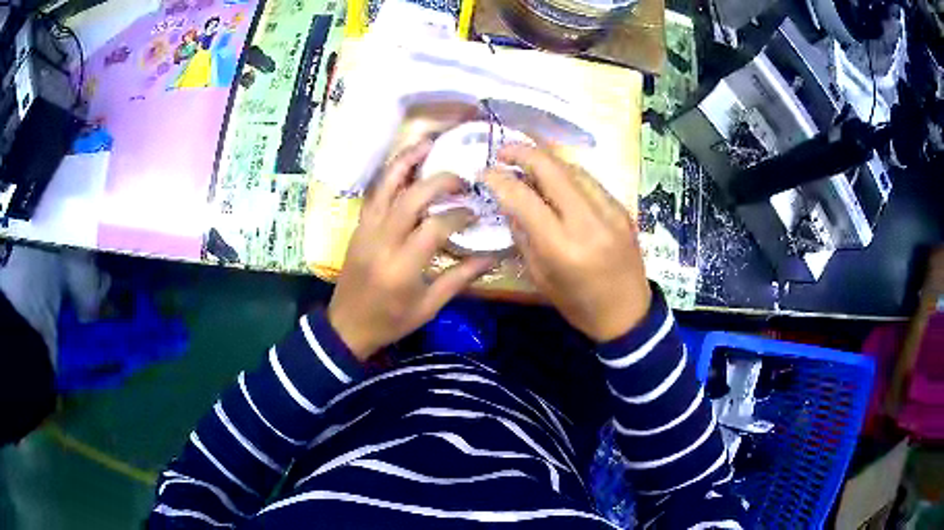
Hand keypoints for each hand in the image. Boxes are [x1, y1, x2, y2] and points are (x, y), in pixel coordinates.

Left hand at [328, 141, 495, 360]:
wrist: (347, 325)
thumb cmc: (391, 321)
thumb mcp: (429, 306)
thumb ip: (460, 278)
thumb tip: (493, 256)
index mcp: (402, 267)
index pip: (435, 227)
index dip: (459, 215)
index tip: (475, 213)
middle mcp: (382, 242)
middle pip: (411, 198)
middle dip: (440, 181)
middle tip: (461, 179)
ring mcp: (366, 230)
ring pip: (385, 186)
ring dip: (407, 162)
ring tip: (428, 144)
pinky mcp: (358, 227)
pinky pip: (375, 193)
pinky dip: (391, 175)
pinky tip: (406, 165)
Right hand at [482, 145, 651, 341]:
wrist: (627, 313)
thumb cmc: (577, 303)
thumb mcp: (540, 275)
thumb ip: (523, 234)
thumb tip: (509, 200)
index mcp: (562, 247)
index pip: (523, 198)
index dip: (499, 179)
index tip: (484, 172)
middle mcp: (587, 222)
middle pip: (551, 168)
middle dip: (522, 152)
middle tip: (502, 151)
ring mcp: (610, 211)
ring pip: (572, 168)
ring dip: (546, 160)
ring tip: (527, 162)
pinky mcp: (622, 208)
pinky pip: (589, 180)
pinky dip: (567, 174)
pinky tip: (556, 178)